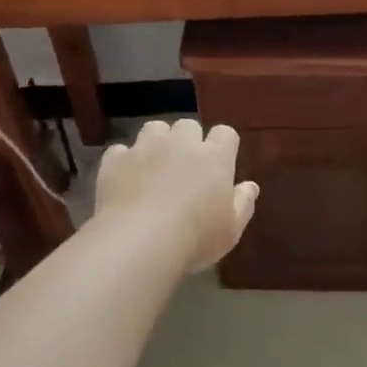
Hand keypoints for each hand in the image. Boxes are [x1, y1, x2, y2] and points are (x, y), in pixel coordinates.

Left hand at [93, 119, 258, 272]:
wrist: (139, 241)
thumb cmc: (195, 238)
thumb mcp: (230, 230)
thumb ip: (243, 204)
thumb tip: (250, 186)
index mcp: (215, 157)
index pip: (225, 133)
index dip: (223, 145)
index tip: (220, 164)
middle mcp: (181, 143)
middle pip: (188, 126)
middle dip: (187, 141)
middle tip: (184, 168)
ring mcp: (145, 148)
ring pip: (154, 128)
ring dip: (156, 143)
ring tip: (153, 167)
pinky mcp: (115, 160)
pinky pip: (120, 151)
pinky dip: (124, 161)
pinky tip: (124, 180)